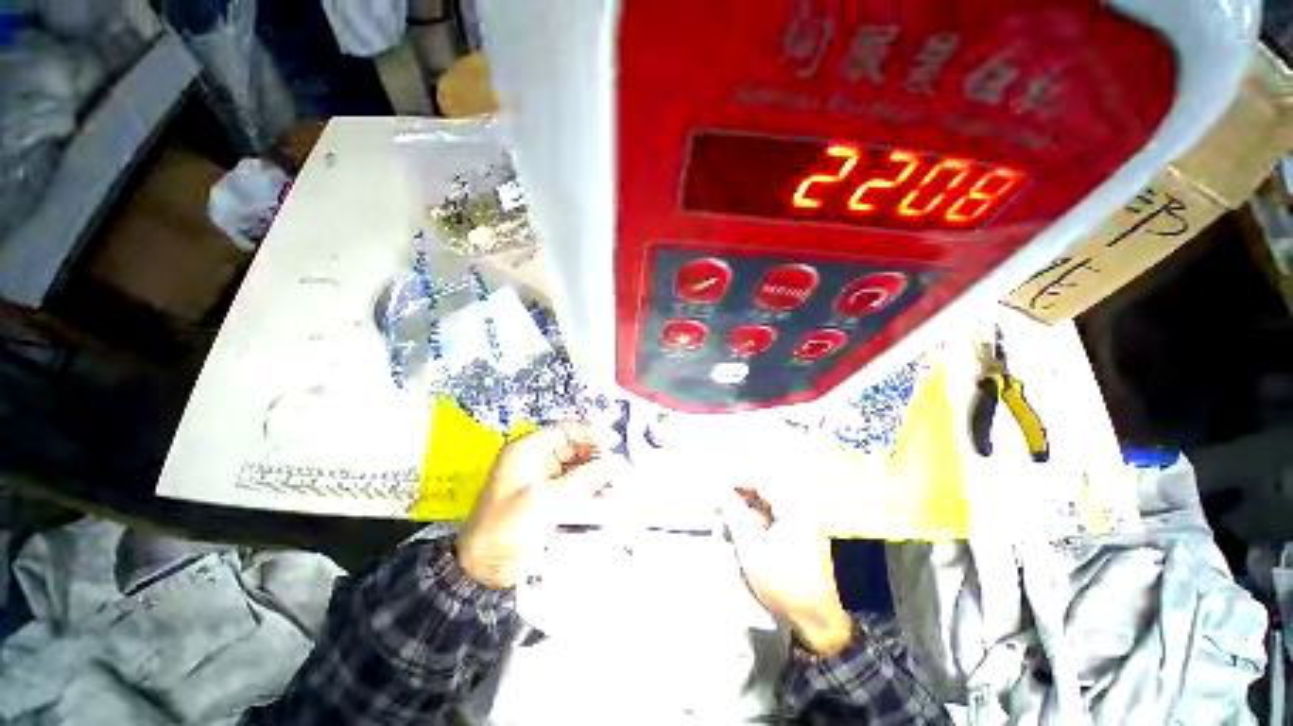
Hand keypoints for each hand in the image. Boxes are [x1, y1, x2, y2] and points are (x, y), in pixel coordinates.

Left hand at [458, 421, 609, 588]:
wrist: (484, 570)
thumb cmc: (505, 529)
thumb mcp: (544, 501)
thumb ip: (581, 481)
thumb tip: (610, 466)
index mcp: (527, 451)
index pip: (566, 430)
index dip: (592, 433)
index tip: (614, 442)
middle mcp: (536, 461)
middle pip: (574, 448)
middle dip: (597, 456)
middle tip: (618, 467)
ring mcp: (543, 480)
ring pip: (577, 468)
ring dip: (596, 473)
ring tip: (615, 483)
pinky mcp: (549, 499)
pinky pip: (575, 487)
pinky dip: (590, 489)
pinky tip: (604, 496)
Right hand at [721, 488, 852, 655]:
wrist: (817, 622)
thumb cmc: (783, 582)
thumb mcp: (751, 547)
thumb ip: (734, 513)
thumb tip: (720, 491)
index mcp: (796, 508)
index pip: (762, 481)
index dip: (737, 481)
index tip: (717, 488)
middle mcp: (804, 510)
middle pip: (767, 492)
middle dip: (742, 497)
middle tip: (721, 504)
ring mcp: (806, 524)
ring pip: (770, 506)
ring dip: (749, 510)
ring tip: (731, 520)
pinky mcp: (804, 537)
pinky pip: (777, 519)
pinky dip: (760, 522)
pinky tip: (747, 534)